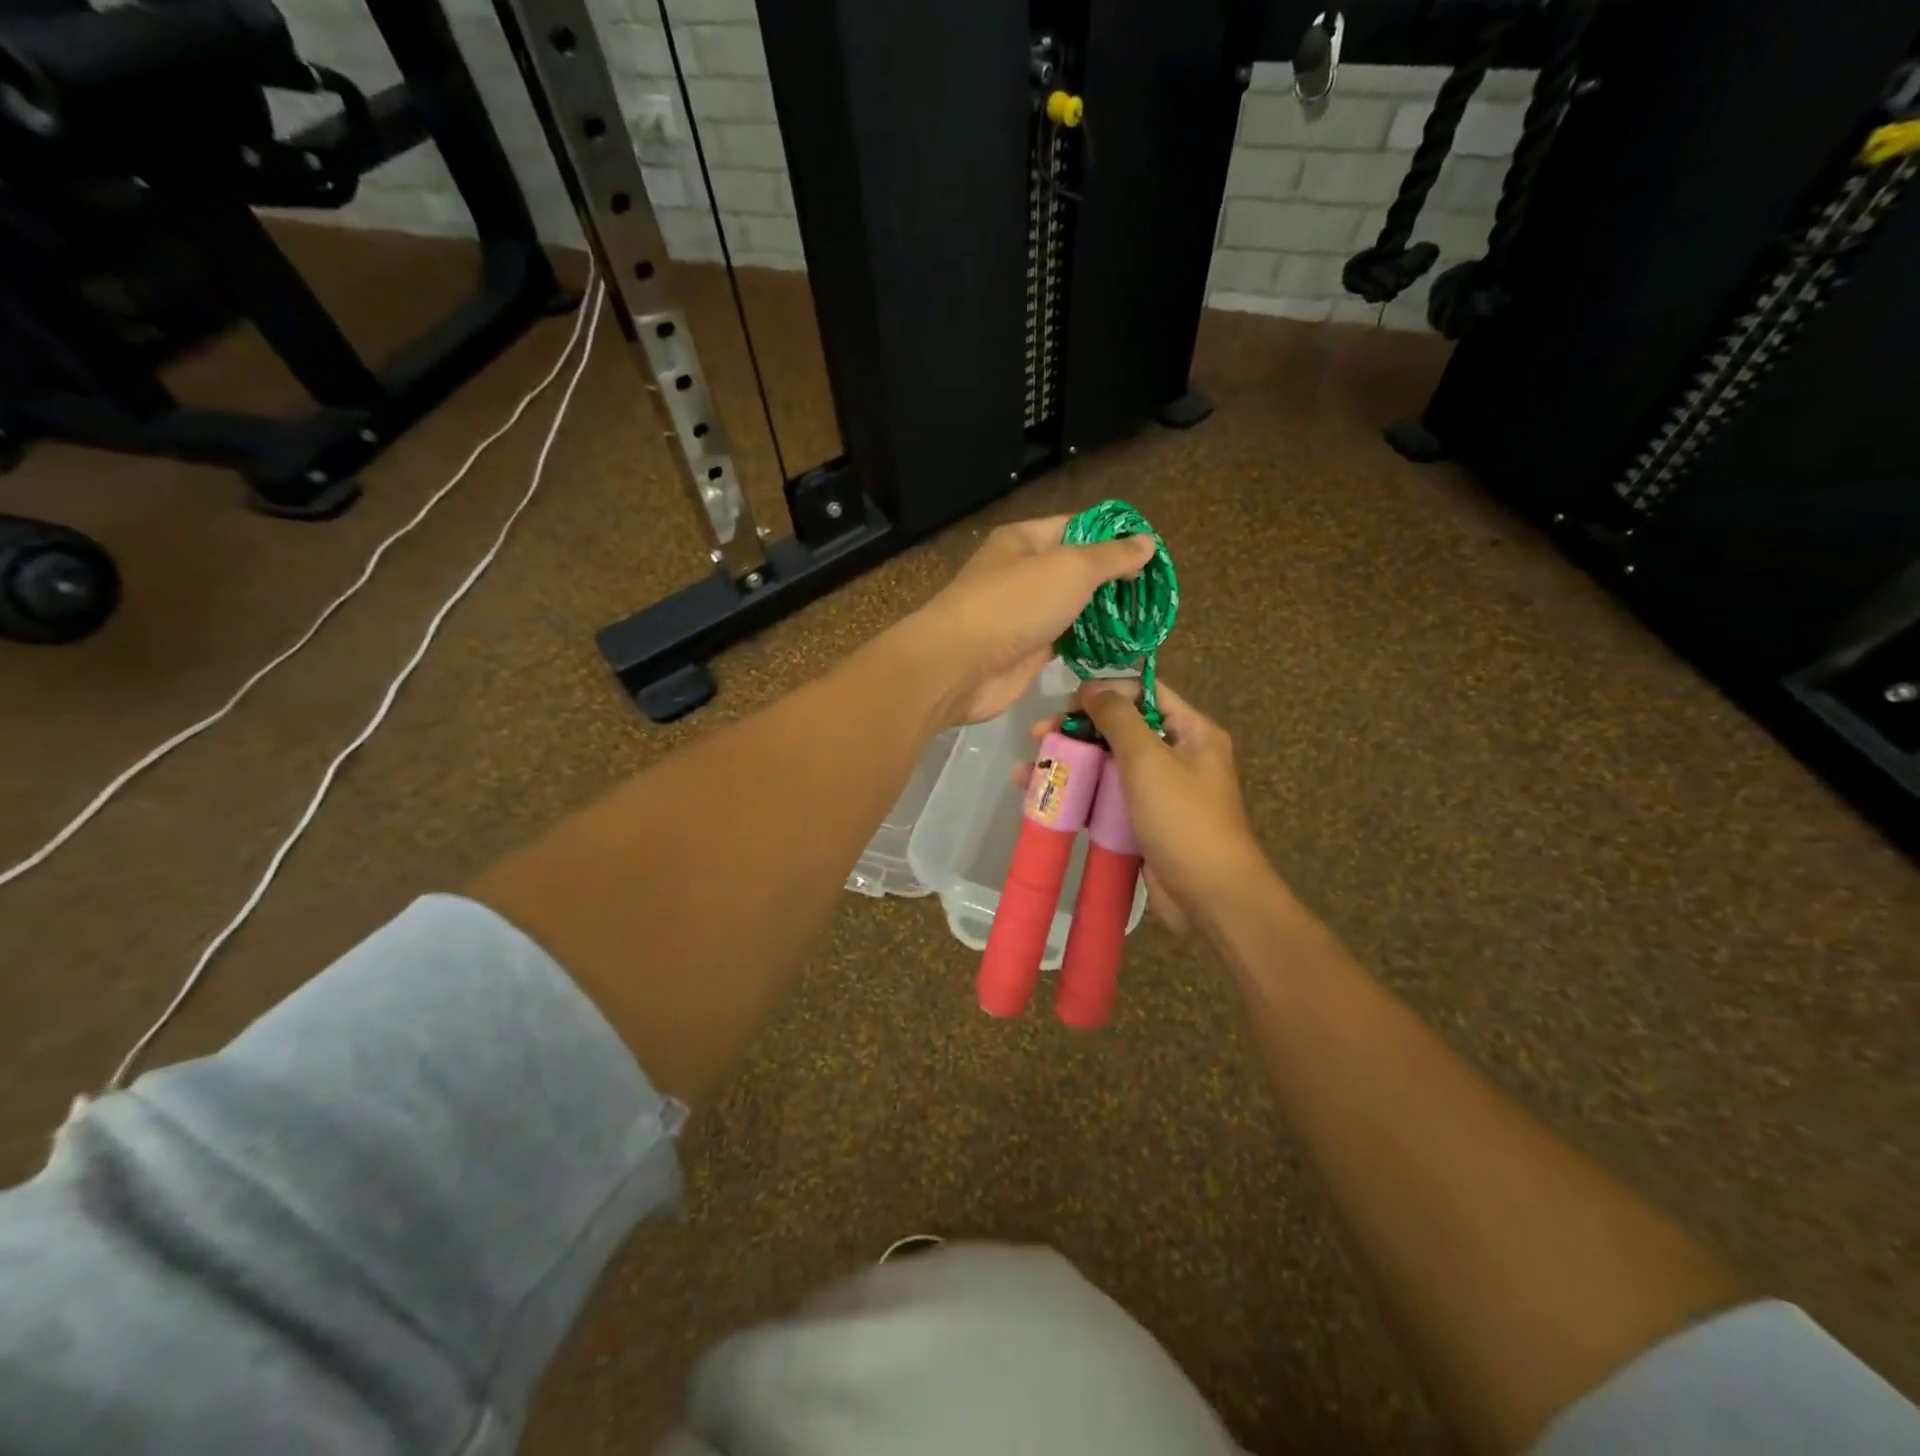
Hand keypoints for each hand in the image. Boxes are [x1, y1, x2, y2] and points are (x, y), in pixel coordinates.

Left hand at [900, 516, 1154, 725]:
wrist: (961, 666)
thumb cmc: (1014, 604)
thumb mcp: (1070, 568)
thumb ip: (1110, 557)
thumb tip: (1145, 542)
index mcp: (1023, 541)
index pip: (1076, 526)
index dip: (1113, 536)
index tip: (1150, 552)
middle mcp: (1020, 574)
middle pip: (1074, 570)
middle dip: (1112, 580)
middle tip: (1153, 593)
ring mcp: (1021, 615)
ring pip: (1070, 609)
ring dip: (1102, 615)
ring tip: (1145, 620)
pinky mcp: (1025, 652)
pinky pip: (1064, 642)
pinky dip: (1088, 644)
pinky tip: (1120, 648)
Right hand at [1034, 681, 1269, 934]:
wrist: (1210, 895)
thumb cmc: (1183, 818)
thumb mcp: (1148, 758)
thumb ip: (1118, 718)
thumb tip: (1092, 687)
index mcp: (1192, 732)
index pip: (1145, 693)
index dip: (1105, 692)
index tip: (1066, 703)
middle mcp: (1178, 756)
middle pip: (1120, 730)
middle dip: (1077, 731)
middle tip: (1038, 735)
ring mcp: (1159, 792)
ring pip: (1107, 766)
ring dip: (1069, 764)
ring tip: (1026, 771)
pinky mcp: (1142, 823)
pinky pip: (1105, 799)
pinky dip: (1077, 795)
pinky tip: (1042, 799)